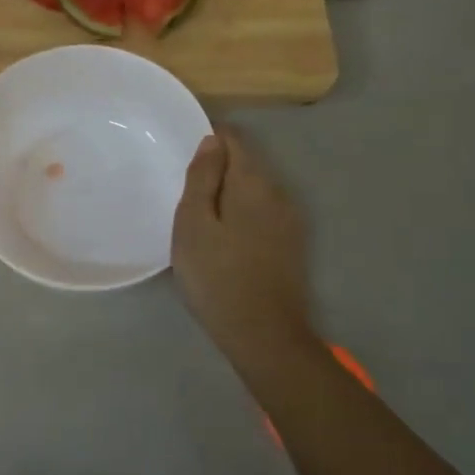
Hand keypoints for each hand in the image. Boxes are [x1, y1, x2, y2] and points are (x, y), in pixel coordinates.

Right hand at [172, 129, 314, 359]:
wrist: (263, 335)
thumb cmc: (217, 276)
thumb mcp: (194, 223)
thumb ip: (203, 177)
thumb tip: (212, 140)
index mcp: (253, 182)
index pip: (233, 139)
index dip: (208, 139)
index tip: (183, 158)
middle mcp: (278, 193)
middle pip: (245, 164)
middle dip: (217, 169)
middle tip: (184, 194)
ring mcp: (289, 220)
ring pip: (254, 191)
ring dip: (229, 194)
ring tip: (200, 218)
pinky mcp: (291, 245)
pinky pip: (261, 214)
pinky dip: (241, 215)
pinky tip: (224, 239)